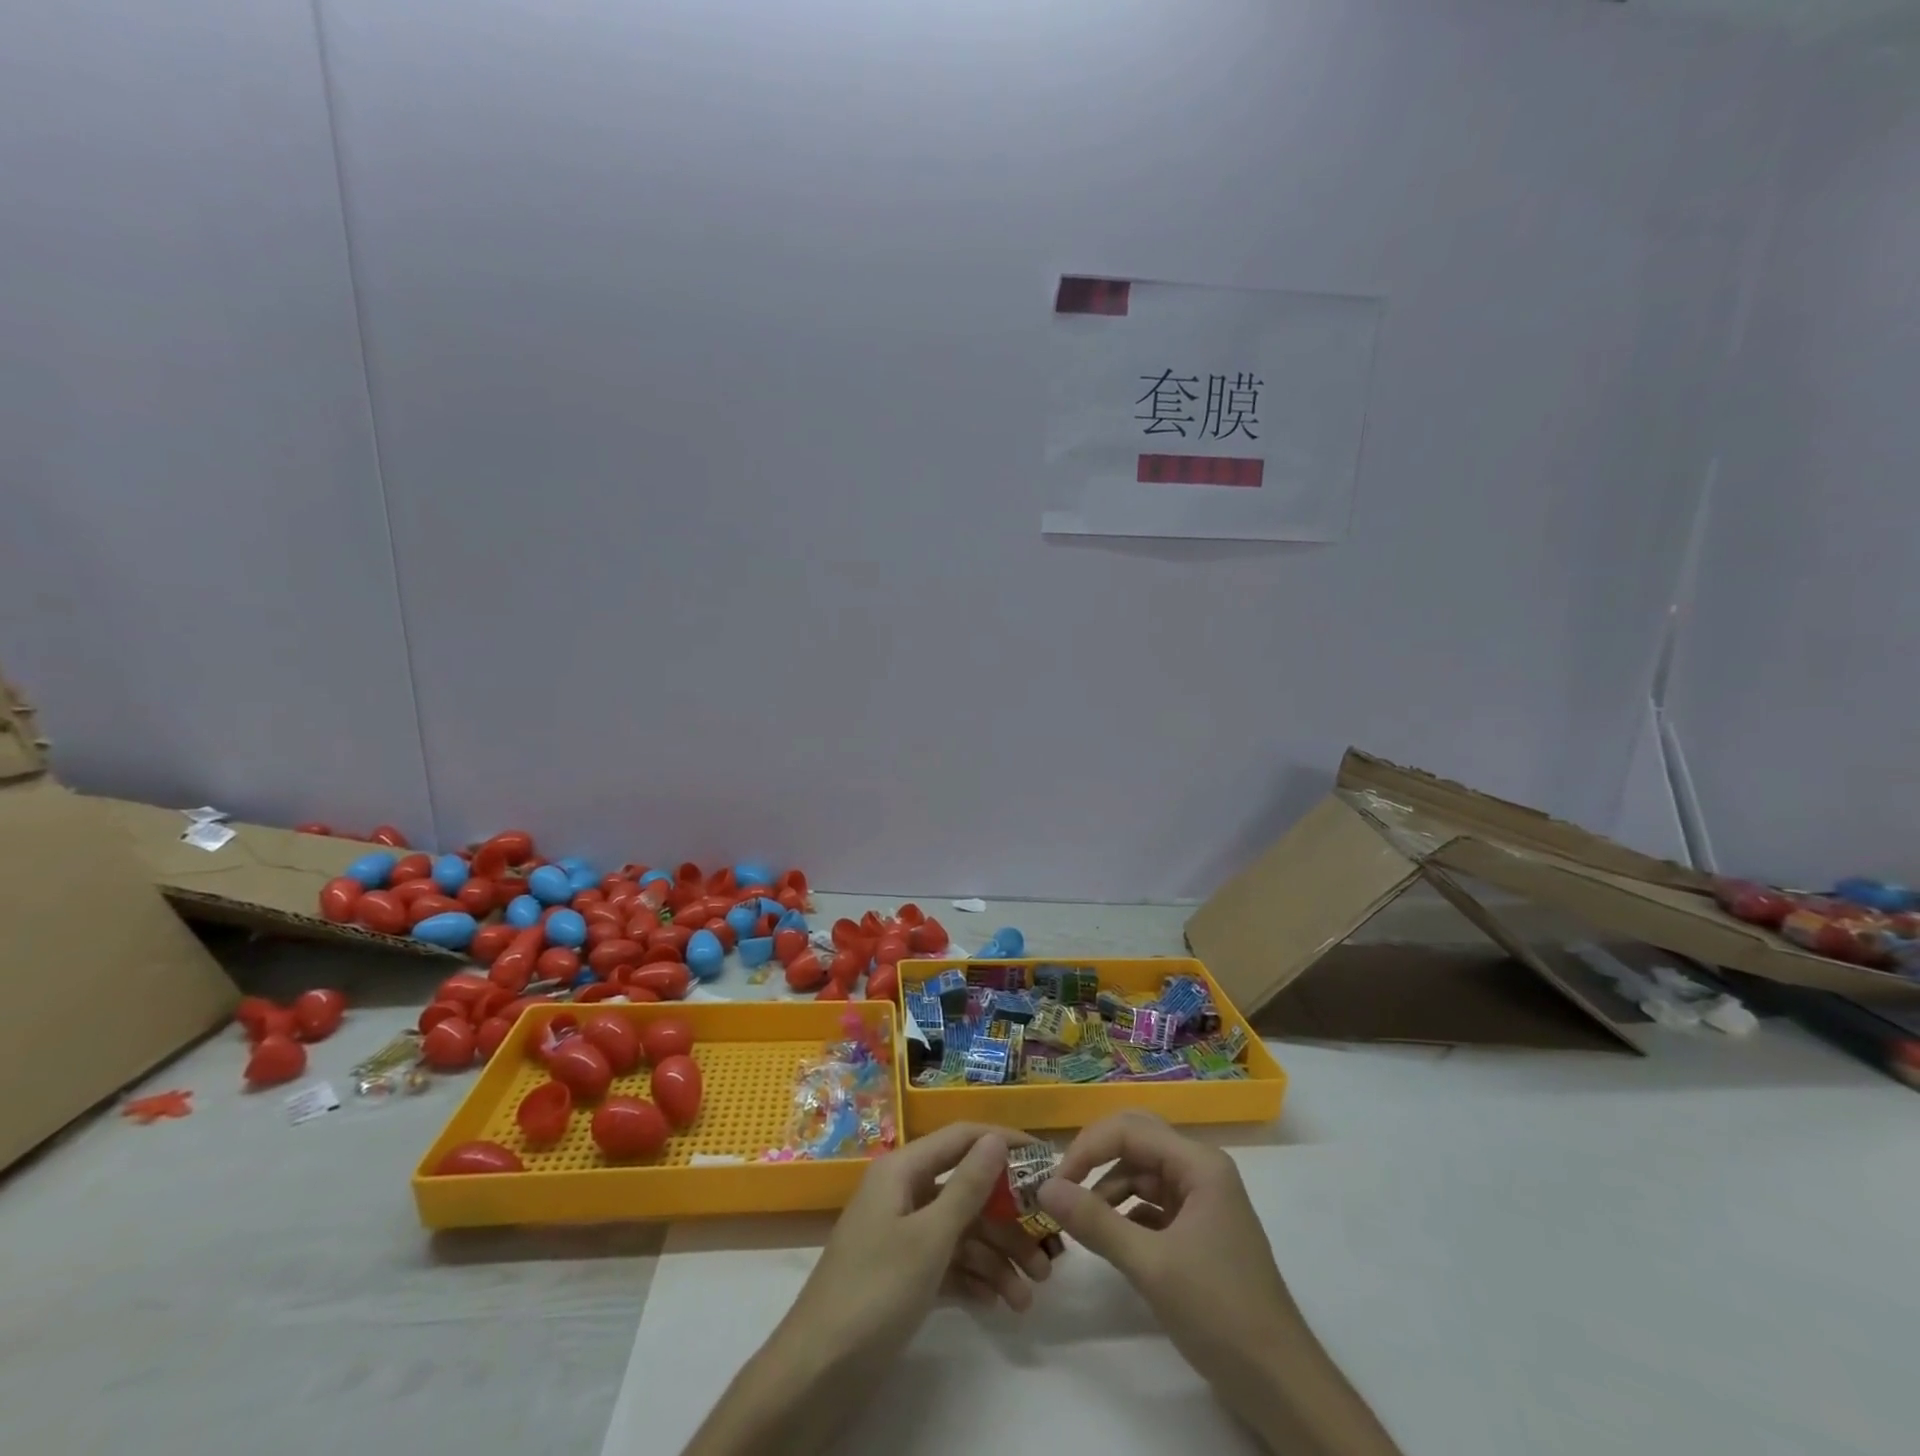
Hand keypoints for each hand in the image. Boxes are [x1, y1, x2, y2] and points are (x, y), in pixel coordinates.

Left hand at [779, 1123, 1052, 1372]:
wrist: (816, 1373)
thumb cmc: (875, 1291)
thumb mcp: (929, 1238)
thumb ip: (967, 1187)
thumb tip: (996, 1138)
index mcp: (902, 1170)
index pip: (961, 1139)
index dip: (1002, 1142)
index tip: (1046, 1159)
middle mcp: (903, 1193)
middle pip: (966, 1190)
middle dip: (1008, 1220)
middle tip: (1049, 1252)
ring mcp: (902, 1234)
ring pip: (961, 1232)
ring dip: (997, 1258)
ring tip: (1029, 1297)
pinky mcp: (902, 1274)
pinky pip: (947, 1263)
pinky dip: (974, 1279)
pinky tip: (998, 1304)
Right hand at [1039, 1111, 1295, 1386]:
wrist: (1281, 1386)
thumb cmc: (1219, 1313)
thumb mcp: (1150, 1266)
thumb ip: (1095, 1221)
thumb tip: (1044, 1188)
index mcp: (1199, 1163)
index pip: (1130, 1130)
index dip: (1087, 1148)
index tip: (1055, 1183)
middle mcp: (1201, 1170)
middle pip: (1137, 1141)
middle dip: (1096, 1158)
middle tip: (1063, 1187)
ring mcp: (1202, 1199)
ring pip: (1142, 1172)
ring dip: (1108, 1188)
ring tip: (1080, 1220)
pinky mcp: (1199, 1229)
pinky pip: (1152, 1203)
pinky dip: (1126, 1213)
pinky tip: (1109, 1237)